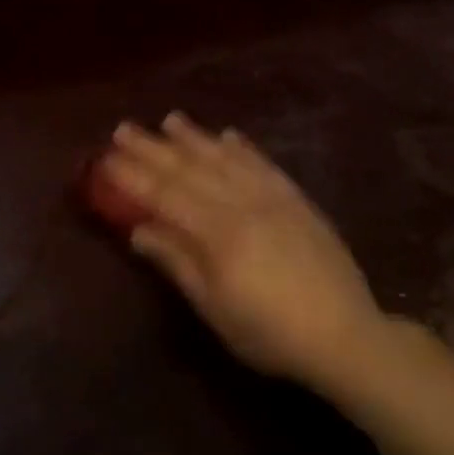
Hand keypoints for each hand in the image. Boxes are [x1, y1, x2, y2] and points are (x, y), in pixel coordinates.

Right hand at [101, 113, 392, 393]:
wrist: (347, 335)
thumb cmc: (270, 332)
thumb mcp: (215, 307)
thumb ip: (177, 262)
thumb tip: (139, 230)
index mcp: (218, 232)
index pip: (165, 195)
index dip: (133, 176)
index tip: (106, 158)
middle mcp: (243, 204)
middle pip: (189, 169)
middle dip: (153, 148)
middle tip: (124, 128)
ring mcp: (273, 198)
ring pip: (225, 159)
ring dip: (194, 138)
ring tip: (170, 119)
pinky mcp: (297, 200)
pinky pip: (264, 164)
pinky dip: (242, 148)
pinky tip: (228, 135)